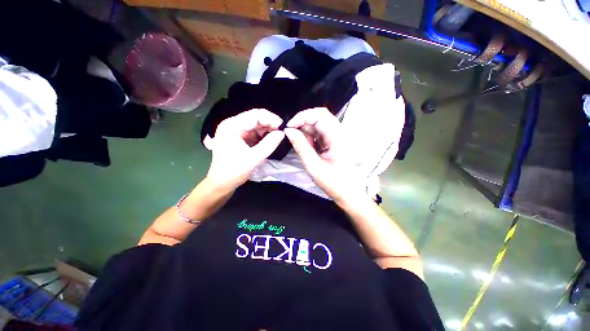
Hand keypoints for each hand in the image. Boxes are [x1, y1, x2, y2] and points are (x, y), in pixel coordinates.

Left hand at [206, 109, 284, 191]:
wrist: (221, 184)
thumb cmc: (233, 172)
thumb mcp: (253, 158)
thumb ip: (268, 144)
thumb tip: (282, 133)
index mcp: (231, 126)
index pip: (255, 115)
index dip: (271, 119)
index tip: (283, 128)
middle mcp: (233, 125)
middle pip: (255, 118)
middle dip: (270, 124)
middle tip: (282, 133)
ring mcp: (236, 131)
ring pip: (256, 125)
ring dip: (268, 130)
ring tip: (278, 137)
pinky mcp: (239, 138)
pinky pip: (255, 133)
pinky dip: (263, 136)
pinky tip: (270, 140)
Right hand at [284, 108, 365, 202]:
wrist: (348, 192)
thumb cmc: (332, 182)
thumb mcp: (313, 165)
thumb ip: (300, 146)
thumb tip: (288, 130)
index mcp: (338, 137)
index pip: (319, 115)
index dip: (302, 117)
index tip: (289, 127)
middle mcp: (340, 133)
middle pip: (319, 117)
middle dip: (303, 124)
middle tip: (293, 137)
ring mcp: (338, 136)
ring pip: (318, 124)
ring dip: (307, 132)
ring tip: (304, 147)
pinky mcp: (335, 141)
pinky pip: (320, 133)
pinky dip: (311, 138)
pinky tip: (310, 149)